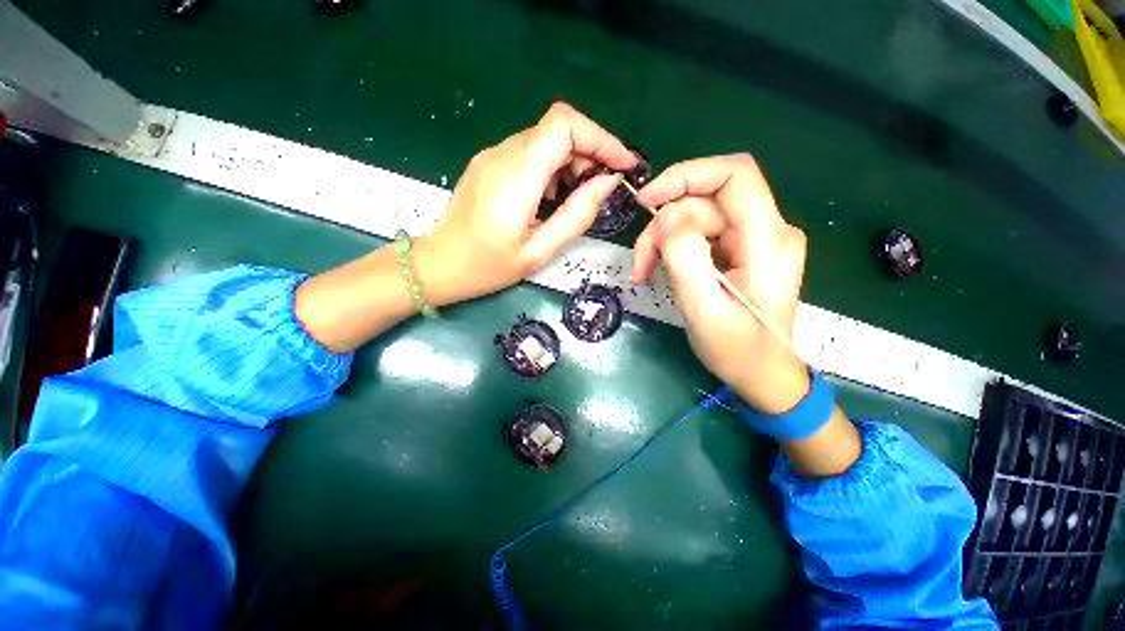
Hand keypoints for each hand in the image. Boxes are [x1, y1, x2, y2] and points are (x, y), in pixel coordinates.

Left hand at [415, 102, 635, 305]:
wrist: (439, 265)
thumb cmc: (488, 267)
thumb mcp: (539, 251)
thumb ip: (577, 216)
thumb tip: (607, 184)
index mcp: (517, 177)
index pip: (564, 125)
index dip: (600, 138)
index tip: (623, 164)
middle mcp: (503, 154)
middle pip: (558, 129)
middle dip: (591, 153)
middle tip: (603, 189)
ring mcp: (493, 156)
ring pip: (545, 139)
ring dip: (572, 162)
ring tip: (579, 197)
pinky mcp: (489, 163)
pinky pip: (530, 152)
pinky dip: (553, 167)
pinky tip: (553, 197)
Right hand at [631, 154, 809, 413]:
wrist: (762, 375)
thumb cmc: (738, 351)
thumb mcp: (705, 310)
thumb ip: (686, 259)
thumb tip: (668, 216)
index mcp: (768, 241)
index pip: (734, 175)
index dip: (687, 175)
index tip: (647, 199)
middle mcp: (766, 231)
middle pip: (704, 202)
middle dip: (663, 227)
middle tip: (639, 264)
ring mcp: (753, 240)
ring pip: (696, 218)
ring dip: (662, 241)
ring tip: (643, 272)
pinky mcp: (739, 251)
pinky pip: (699, 234)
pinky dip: (672, 249)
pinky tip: (660, 270)